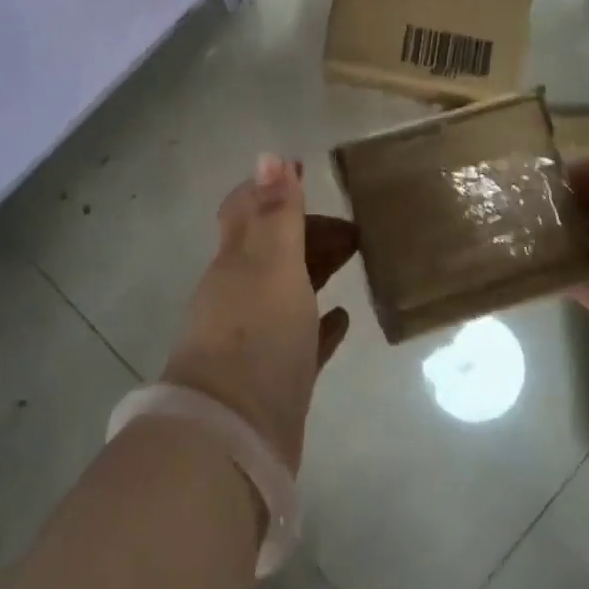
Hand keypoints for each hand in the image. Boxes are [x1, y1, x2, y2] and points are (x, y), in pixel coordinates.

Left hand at [161, 155, 359, 473]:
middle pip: (272, 248)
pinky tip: (343, 317)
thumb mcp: (271, 262)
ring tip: (355, 257)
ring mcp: (256, 336)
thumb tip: (268, 154)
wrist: (234, 434)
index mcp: (235, 260)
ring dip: (315, 268)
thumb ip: (274, 211)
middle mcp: (240, 292)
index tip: (306, 171)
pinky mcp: (276, 376)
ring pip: (288, 288)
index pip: (247, 209)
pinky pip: (303, 336)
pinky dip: (320, 320)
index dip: (273, 188)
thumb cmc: (256, 333)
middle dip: (305, 229)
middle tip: (353, 228)